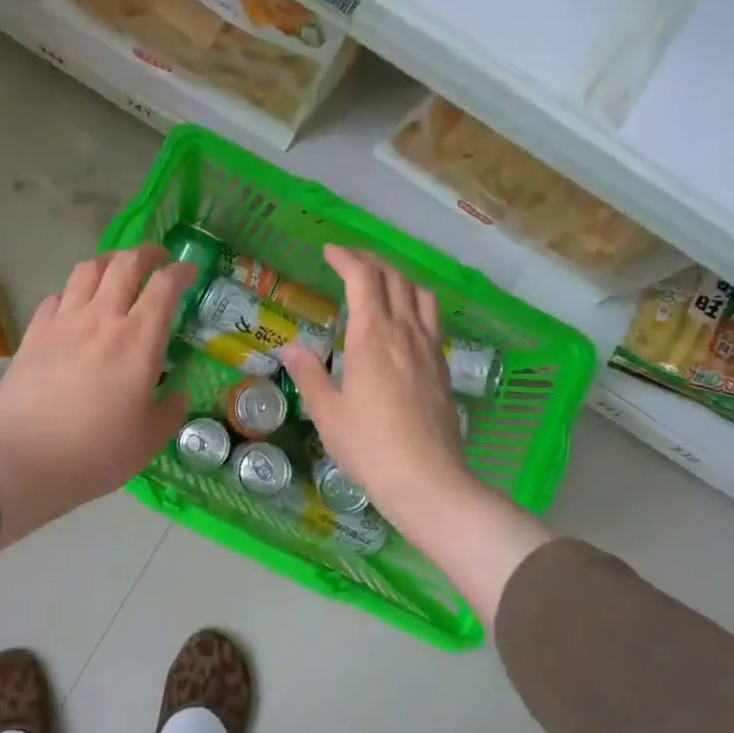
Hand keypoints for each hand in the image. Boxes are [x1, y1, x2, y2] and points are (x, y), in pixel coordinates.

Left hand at [0, 247, 195, 546]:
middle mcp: (102, 319)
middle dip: (146, 253)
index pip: (165, 286)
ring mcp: (64, 322)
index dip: (182, 272)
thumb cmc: (97, 452)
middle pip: (125, 263)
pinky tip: (76, 306)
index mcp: (139, 340)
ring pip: (88, 270)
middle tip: (157, 259)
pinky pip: (57, 296)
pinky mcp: (34, 333)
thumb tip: (177, 396)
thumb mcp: (150, 440)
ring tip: (117, 271)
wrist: (25, 460)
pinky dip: (73, 292)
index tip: (190, 272)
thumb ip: (170, 412)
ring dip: (109, 262)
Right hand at [281, 246, 551, 624]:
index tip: (330, 252)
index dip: (346, 259)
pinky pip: (432, 319)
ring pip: (421, 294)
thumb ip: (309, 374)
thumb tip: (291, 348)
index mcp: (374, 337)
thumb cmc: (369, 446)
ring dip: (399, 277)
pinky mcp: (443, 368)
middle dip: (371, 261)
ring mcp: (430, 349)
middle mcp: (406, 333)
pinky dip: (416, 303)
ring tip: (381, 281)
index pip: (363, 279)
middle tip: (350, 261)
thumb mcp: (328, 412)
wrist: (427, 480)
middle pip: (395, 279)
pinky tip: (405, 320)